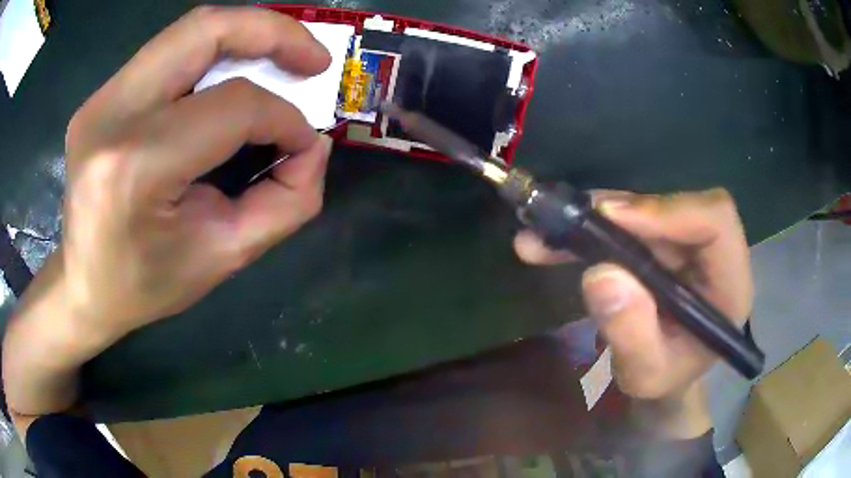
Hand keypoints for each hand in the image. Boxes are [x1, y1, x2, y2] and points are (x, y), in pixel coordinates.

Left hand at [62, 6, 331, 336]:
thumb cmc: (145, 284)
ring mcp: (101, 98)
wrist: (82, 286)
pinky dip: (213, 52)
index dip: (283, 117)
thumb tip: (313, 146)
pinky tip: (231, 74)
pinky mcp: (101, 96)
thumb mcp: (222, 258)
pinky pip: (168, 52)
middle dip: (273, 33)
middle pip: (205, 30)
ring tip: (281, 56)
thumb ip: (284, 204)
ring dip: (245, 33)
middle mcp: (112, 114)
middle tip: (314, 58)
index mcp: (136, 165)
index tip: (305, 141)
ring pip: (188, 30)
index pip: (231, 105)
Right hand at [514, 189, 751, 431]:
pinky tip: (551, 241)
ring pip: (647, 209)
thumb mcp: (645, 375)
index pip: (716, 221)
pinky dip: (590, 228)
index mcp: (729, 285)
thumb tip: (601, 275)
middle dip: (622, 212)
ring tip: (545, 235)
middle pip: (676, 206)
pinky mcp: (664, 244)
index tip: (613, 219)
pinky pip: (629, 222)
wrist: (662, 379)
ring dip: (596, 218)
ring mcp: (688, 246)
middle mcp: (714, 255)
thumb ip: (631, 334)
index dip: (668, 210)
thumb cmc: (663, 382)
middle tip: (570, 224)